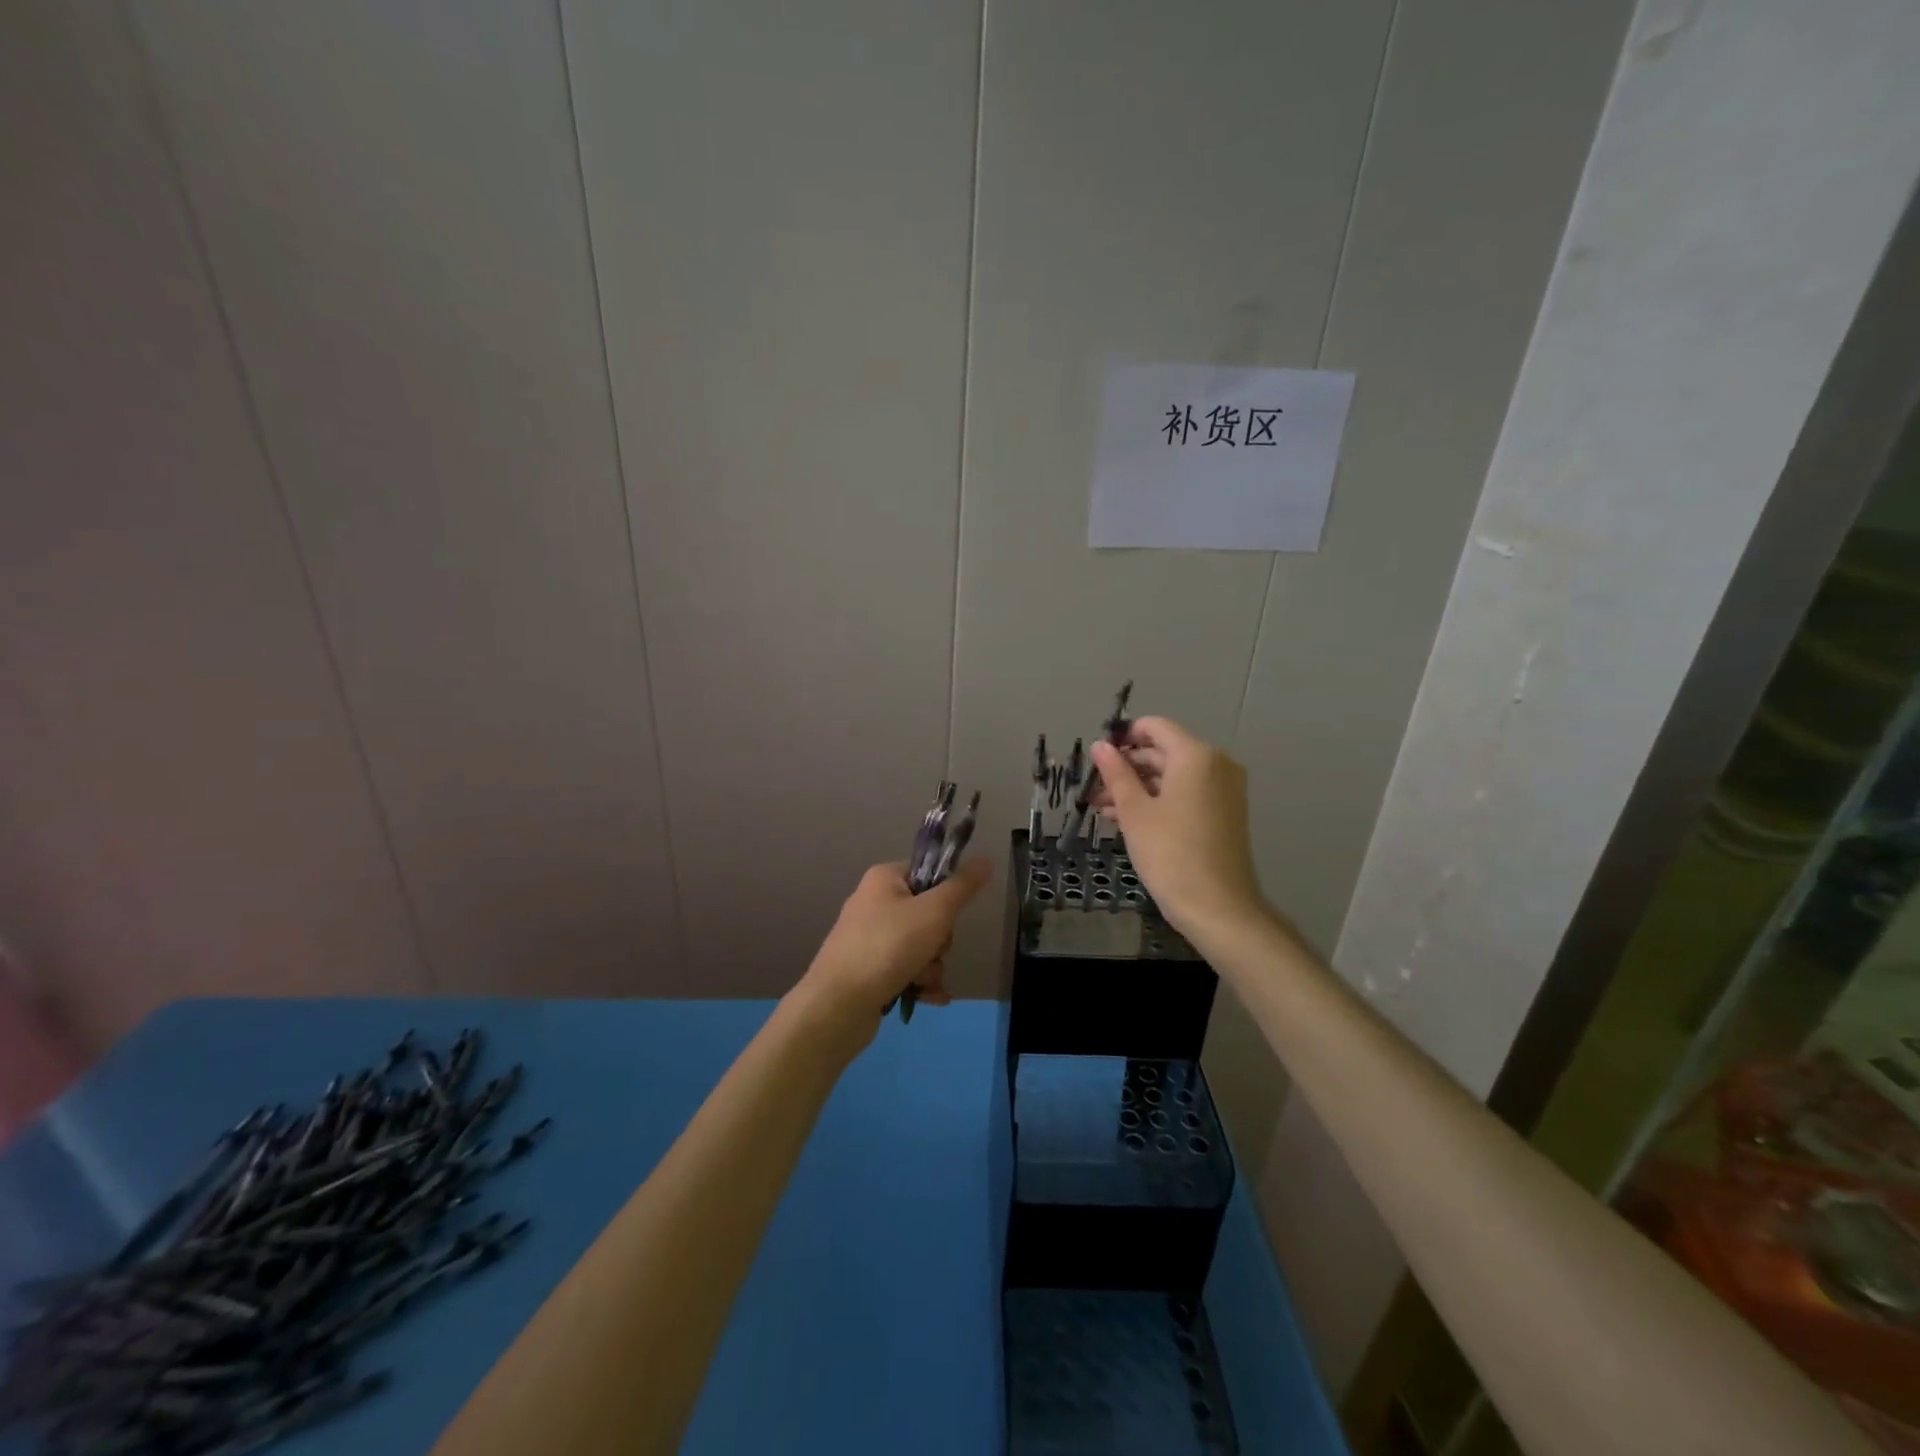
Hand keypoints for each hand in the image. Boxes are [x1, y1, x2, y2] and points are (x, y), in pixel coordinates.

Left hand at [793, 858, 992, 1048]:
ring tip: (922, 980)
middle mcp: (873, 903)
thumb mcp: (935, 912)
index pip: (927, 872)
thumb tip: (987, 859)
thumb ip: (963, 887)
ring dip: (931, 965)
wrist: (838, 1005)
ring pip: (920, 945)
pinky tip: (930, 998)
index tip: (949, 913)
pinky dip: (920, 982)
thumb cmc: (888, 947)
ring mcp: (869, 938)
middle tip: (932, 949)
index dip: (945, 894)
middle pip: (928, 913)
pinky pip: (906, 968)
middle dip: (940, 939)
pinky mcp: (868, 969)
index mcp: (884, 879)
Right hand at [1090, 717, 1267, 941]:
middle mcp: (1216, 764)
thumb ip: (1116, 773)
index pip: (1155, 727)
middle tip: (1094, 790)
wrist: (1218, 907)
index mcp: (1196, 755)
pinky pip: (1187, 793)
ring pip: (1173, 776)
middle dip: (1127, 768)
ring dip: (1139, 787)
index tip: (1097, 758)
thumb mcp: (1134, 812)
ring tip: (1103, 810)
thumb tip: (1100, 745)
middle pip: (1164, 752)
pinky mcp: (1225, 812)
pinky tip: (1128, 820)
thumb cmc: (1170, 854)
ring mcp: (1224, 789)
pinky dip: (1159, 800)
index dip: (1124, 737)